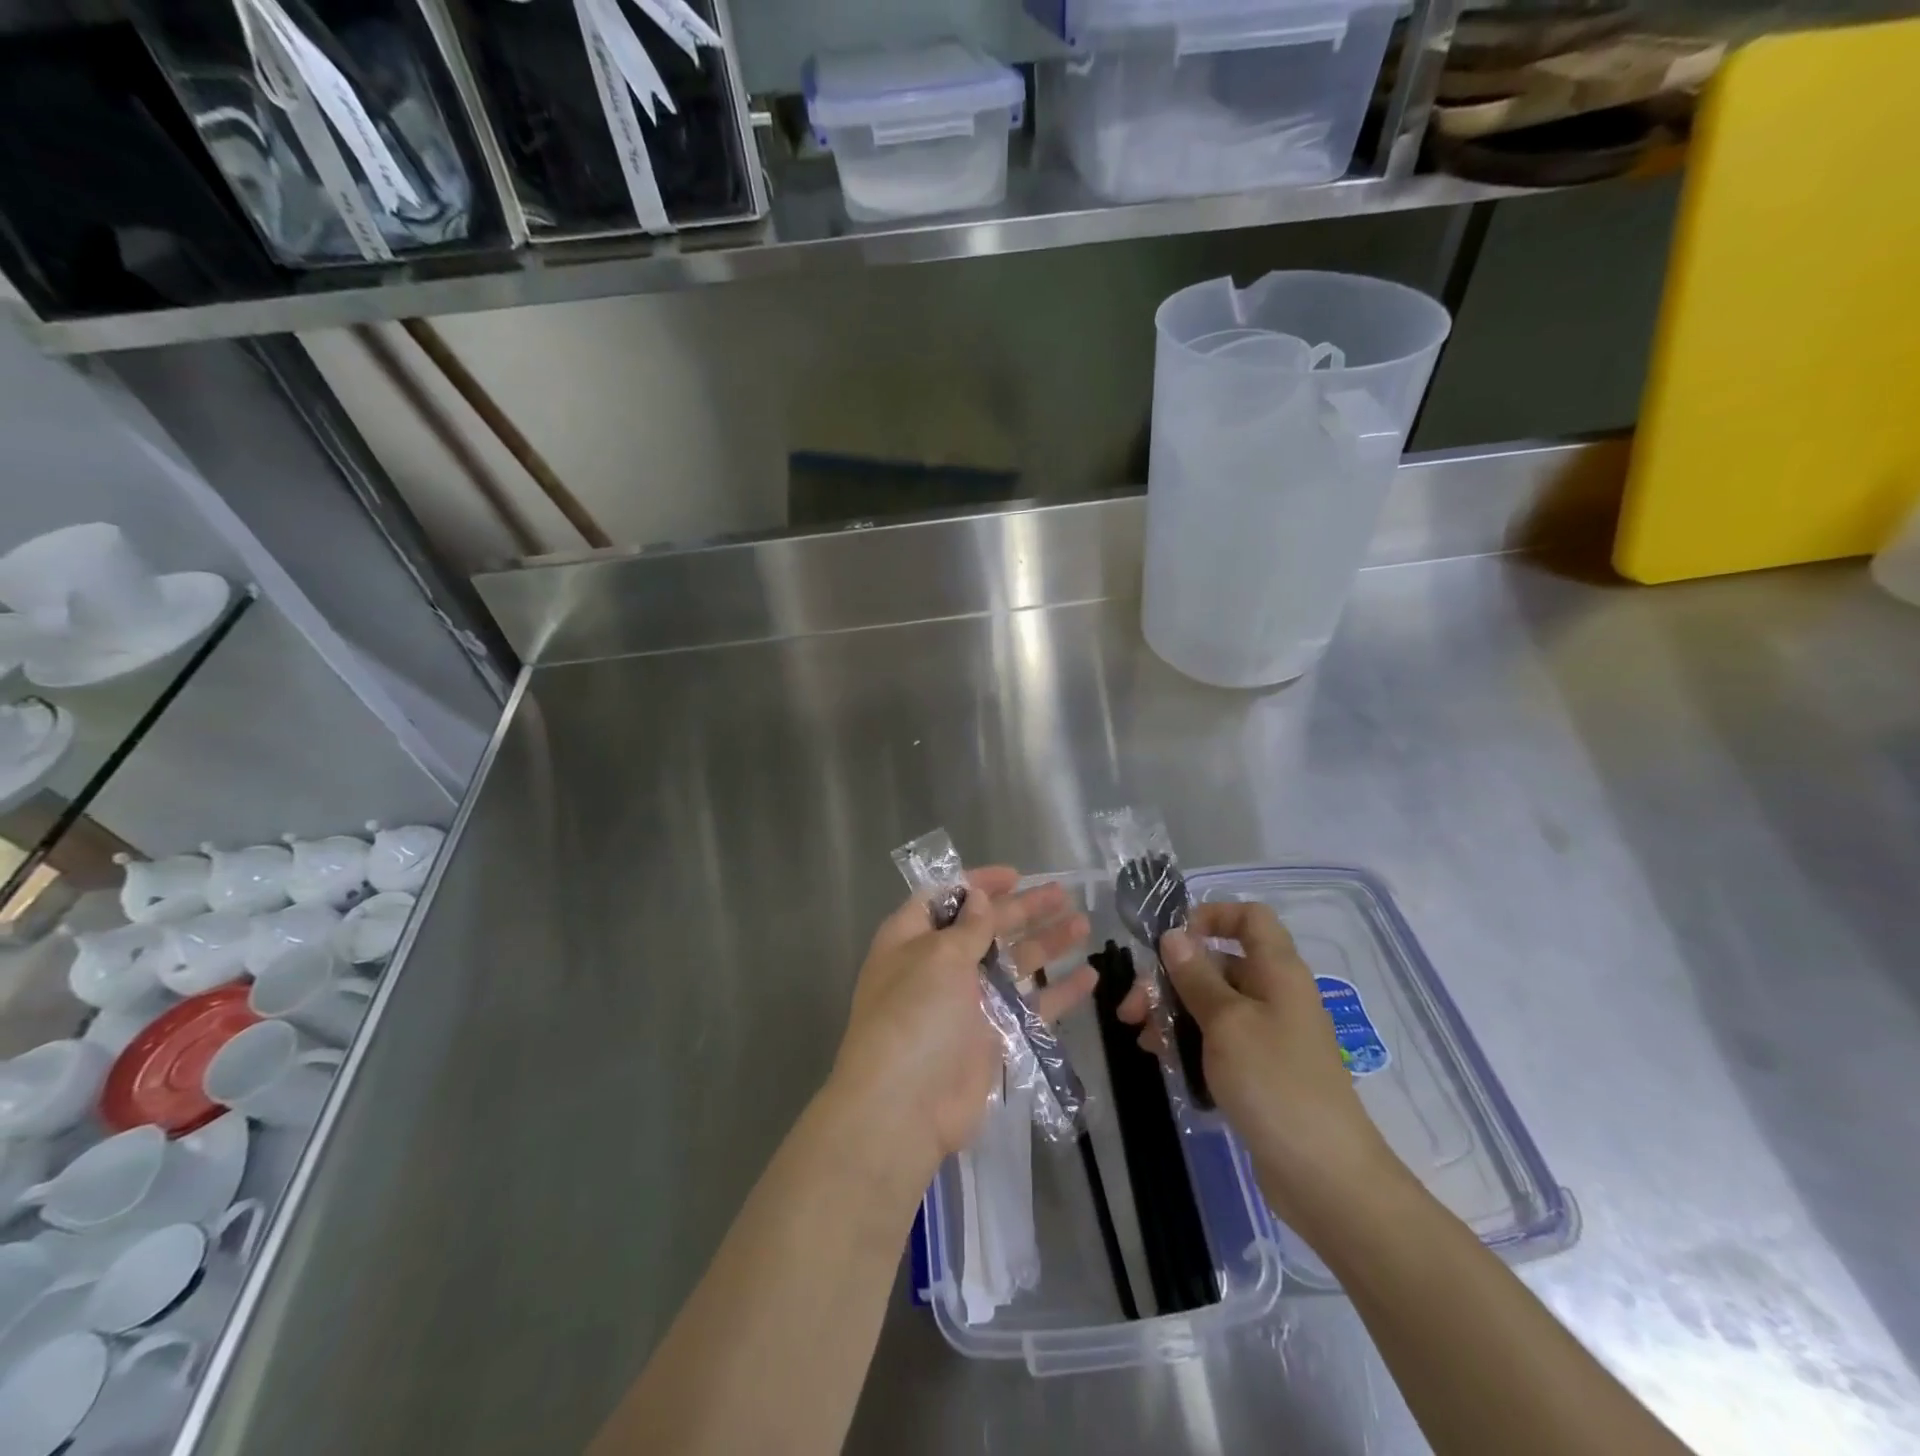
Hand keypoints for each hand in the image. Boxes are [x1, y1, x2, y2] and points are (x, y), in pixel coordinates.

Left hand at [828, 869, 1096, 1185]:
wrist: (905, 1108)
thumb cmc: (914, 1016)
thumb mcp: (937, 958)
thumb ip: (967, 928)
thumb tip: (980, 898)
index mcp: (913, 940)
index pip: (947, 899)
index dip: (979, 883)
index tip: (1014, 875)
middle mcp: (940, 967)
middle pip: (987, 928)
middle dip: (1023, 909)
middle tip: (1063, 893)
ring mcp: (969, 1003)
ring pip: (1015, 964)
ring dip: (1047, 943)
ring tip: (1083, 924)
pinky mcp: (995, 1037)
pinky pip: (1032, 1007)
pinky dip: (1059, 993)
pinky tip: (1089, 976)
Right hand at [1119, 900, 1399, 1233]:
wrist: (1324, 1176)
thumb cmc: (1274, 1083)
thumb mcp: (1226, 1022)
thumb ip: (1195, 976)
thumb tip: (1174, 935)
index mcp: (1277, 971)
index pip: (1250, 917)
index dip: (1211, 916)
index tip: (1172, 940)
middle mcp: (1274, 994)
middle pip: (1218, 962)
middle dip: (1171, 976)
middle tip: (1133, 1007)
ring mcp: (1267, 1034)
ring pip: (1211, 1003)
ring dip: (1172, 1011)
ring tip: (1141, 1038)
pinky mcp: (1258, 1069)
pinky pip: (1217, 1038)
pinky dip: (1188, 1041)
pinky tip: (1161, 1058)